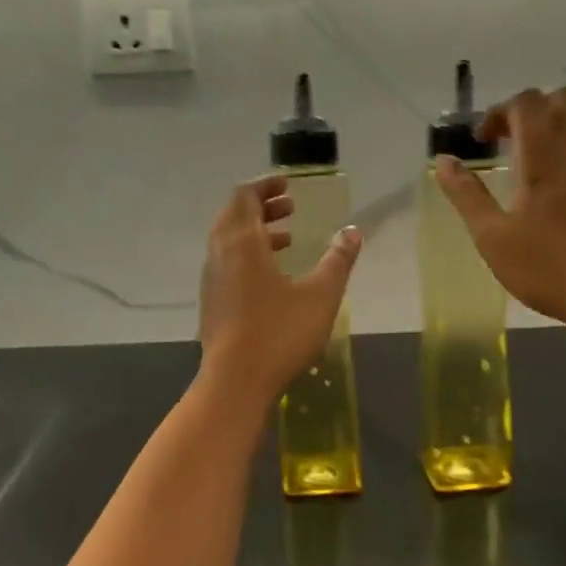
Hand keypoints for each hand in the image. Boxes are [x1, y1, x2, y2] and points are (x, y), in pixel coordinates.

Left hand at [197, 175, 361, 406]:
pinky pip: (227, 262)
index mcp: (242, 243)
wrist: (234, 381)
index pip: (245, 197)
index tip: (287, 184)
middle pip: (234, 215)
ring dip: (255, 231)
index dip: (265, 186)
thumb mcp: (321, 295)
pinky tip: (272, 276)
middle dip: (261, 206)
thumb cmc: (279, 333)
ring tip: (287, 237)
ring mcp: (212, 279)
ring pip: (229, 241)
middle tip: (289, 206)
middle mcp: (220, 254)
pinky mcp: (212, 302)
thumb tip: (352, 231)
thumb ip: (338, 260)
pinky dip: (248, 254)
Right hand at [433, 86, 565, 332]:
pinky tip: (562, 171)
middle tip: (510, 139)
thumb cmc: (548, 269)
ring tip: (537, 149)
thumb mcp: (493, 238)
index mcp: (543, 159)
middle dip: (532, 108)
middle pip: (564, 97)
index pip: (526, 104)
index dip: (499, 112)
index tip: (482, 143)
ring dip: (560, 119)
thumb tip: (443, 162)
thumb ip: (467, 196)